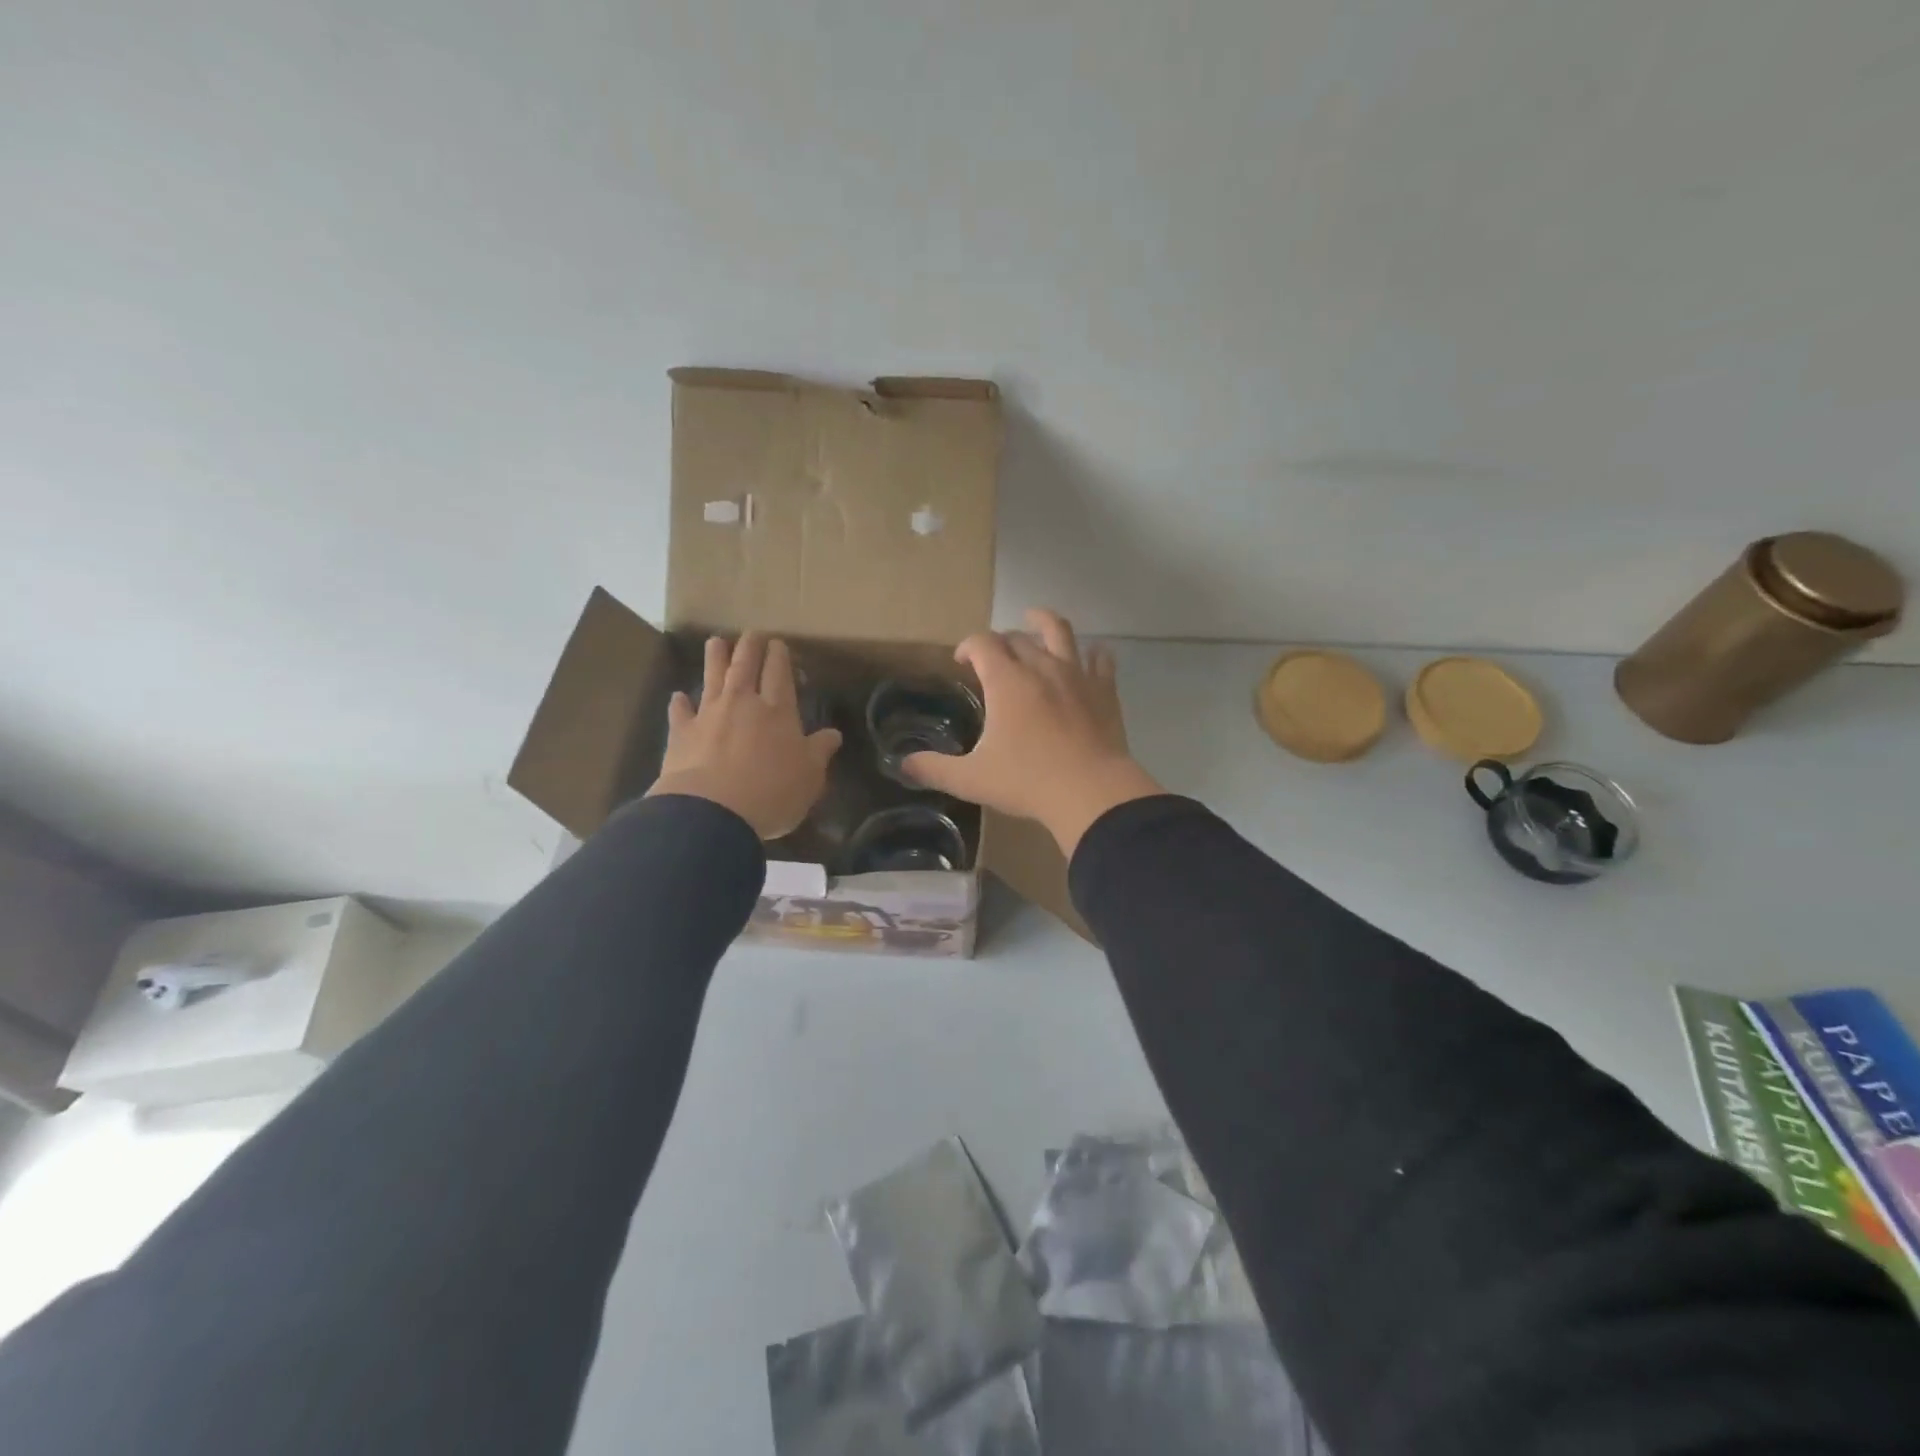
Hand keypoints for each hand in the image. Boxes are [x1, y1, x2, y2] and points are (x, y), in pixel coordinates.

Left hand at [647, 633, 842, 838]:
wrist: (712, 812)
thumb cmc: (771, 793)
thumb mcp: (809, 777)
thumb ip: (819, 751)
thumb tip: (833, 734)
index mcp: (778, 711)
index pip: (779, 674)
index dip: (779, 656)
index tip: (778, 643)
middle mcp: (743, 704)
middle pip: (745, 666)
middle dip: (750, 647)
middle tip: (752, 633)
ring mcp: (709, 715)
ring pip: (712, 677)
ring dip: (715, 658)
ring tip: (716, 642)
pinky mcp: (682, 734)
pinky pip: (680, 712)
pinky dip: (680, 703)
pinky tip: (678, 696)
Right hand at [903, 609, 1163, 855]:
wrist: (1091, 792)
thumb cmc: (1027, 782)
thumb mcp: (972, 779)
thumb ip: (934, 769)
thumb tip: (903, 766)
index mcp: (1006, 681)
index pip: (982, 644)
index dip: (967, 646)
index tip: (961, 660)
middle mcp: (1040, 667)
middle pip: (1016, 638)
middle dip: (1000, 641)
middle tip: (993, 657)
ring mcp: (1076, 675)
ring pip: (1060, 632)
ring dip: (1043, 623)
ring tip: (1035, 620)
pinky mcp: (1104, 690)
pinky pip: (1100, 660)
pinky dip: (1093, 654)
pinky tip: (1091, 656)